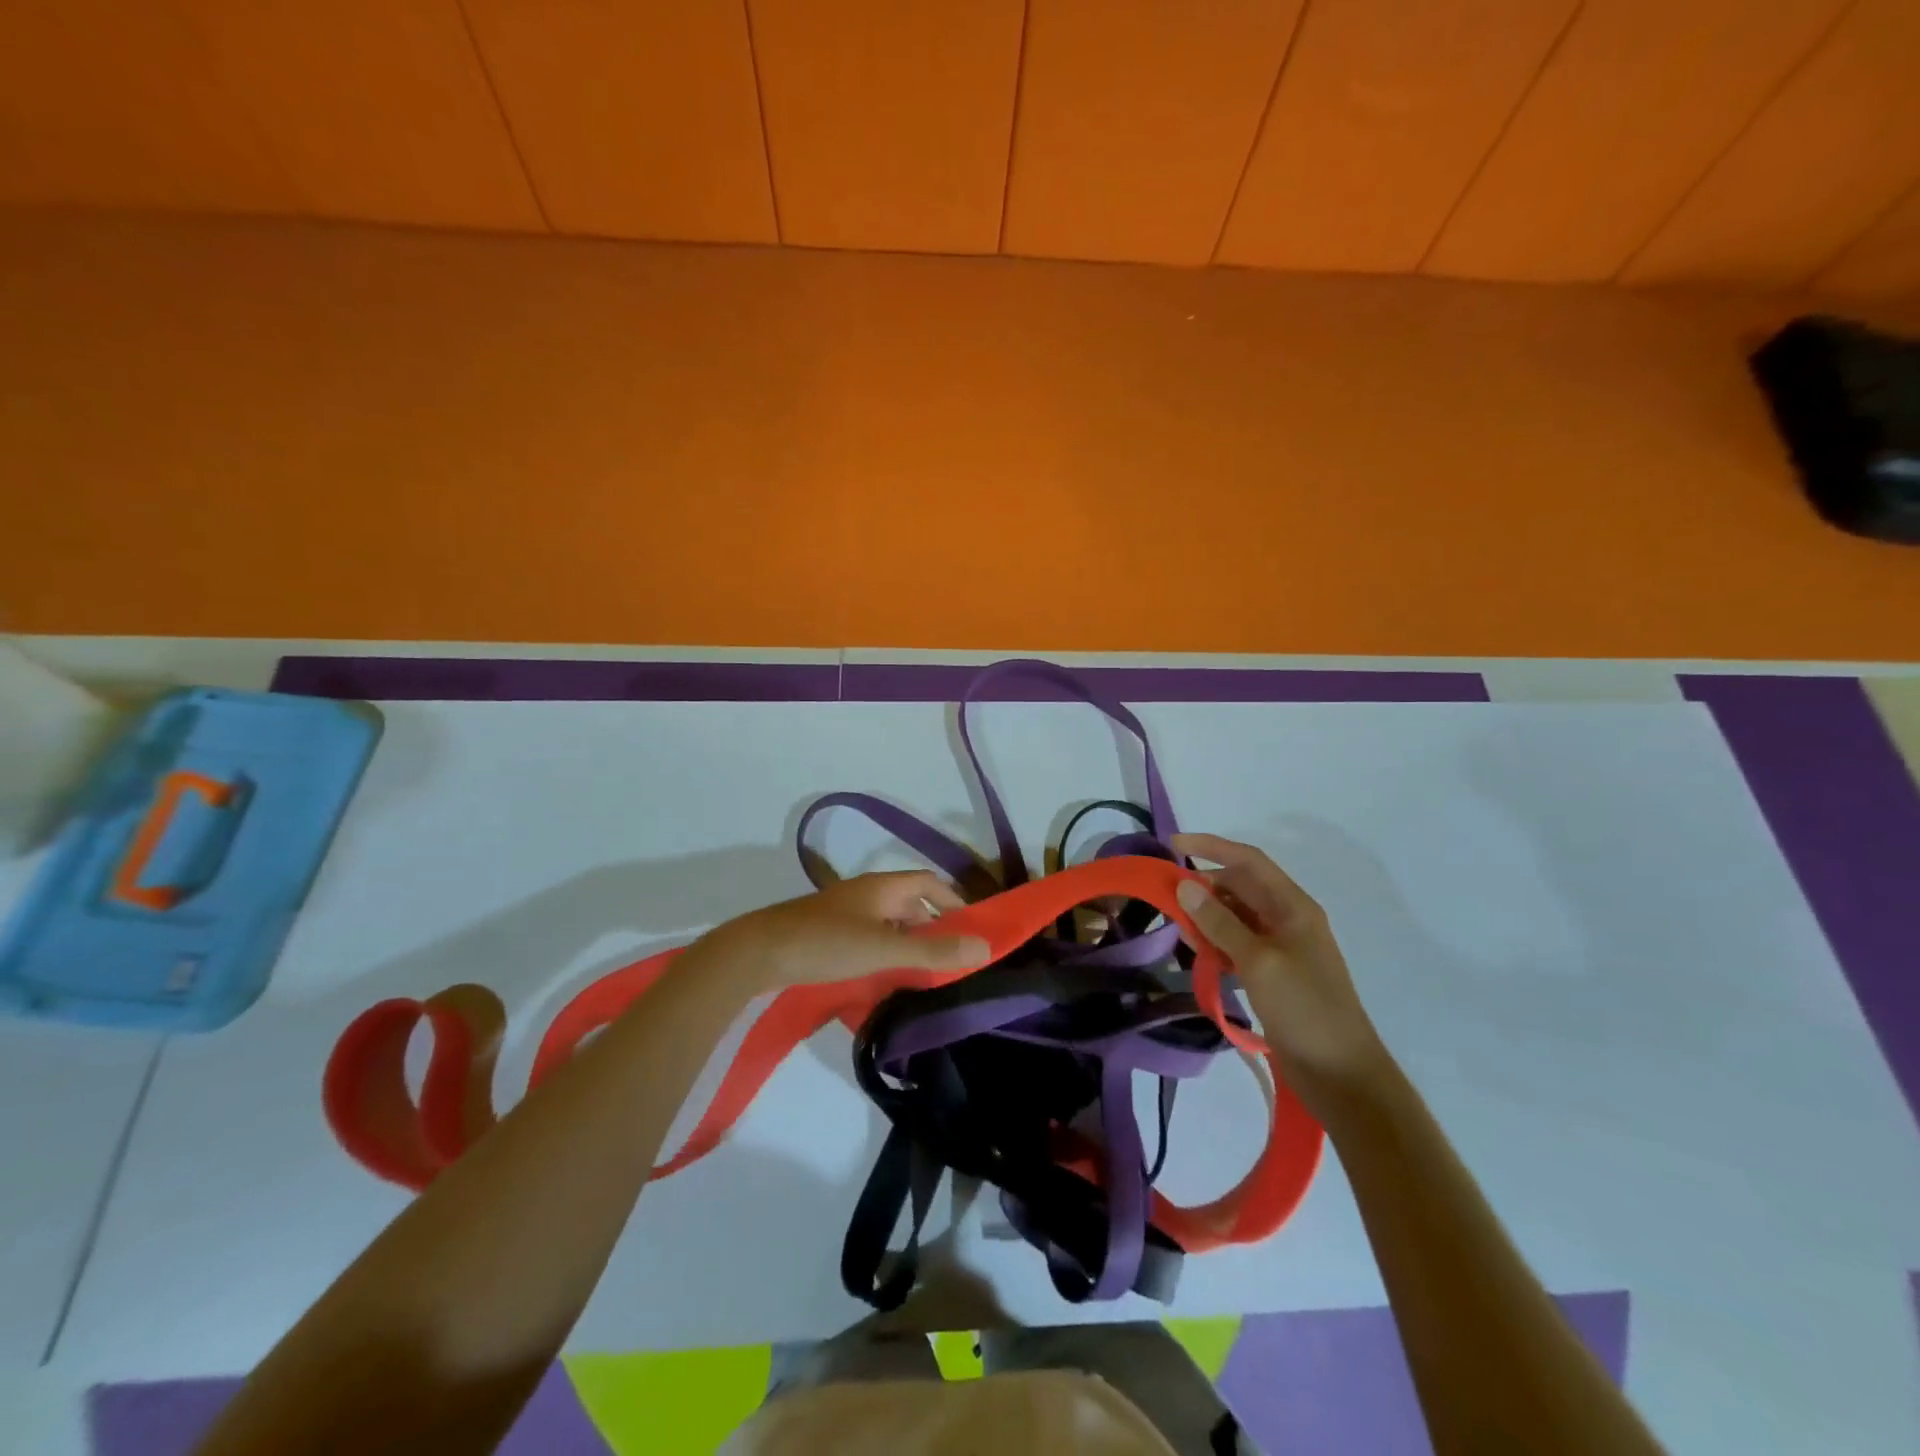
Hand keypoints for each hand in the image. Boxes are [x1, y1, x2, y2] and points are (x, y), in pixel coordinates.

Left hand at [691, 871, 990, 995]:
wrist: (759, 952)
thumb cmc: (826, 943)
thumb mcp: (885, 949)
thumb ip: (933, 951)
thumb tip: (985, 948)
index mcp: (883, 887)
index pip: (930, 883)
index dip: (954, 901)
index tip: (973, 928)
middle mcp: (866, 894)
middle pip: (910, 903)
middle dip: (934, 928)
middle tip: (952, 958)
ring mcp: (845, 914)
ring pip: (889, 923)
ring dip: (909, 943)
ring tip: (925, 973)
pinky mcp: (828, 934)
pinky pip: (870, 938)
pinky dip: (886, 952)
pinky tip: (887, 977)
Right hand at [1172, 833, 1391, 1113]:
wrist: (1342, 1074)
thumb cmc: (1305, 1009)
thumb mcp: (1259, 961)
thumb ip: (1220, 922)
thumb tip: (1185, 885)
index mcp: (1293, 907)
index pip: (1248, 861)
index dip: (1211, 847)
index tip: (1173, 844)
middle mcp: (1286, 920)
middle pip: (1239, 887)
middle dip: (1203, 887)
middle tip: (1167, 898)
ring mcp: (1280, 948)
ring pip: (1234, 917)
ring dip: (1206, 918)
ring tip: (1178, 929)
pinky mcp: (1271, 974)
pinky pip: (1236, 945)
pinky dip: (1215, 944)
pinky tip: (1197, 955)